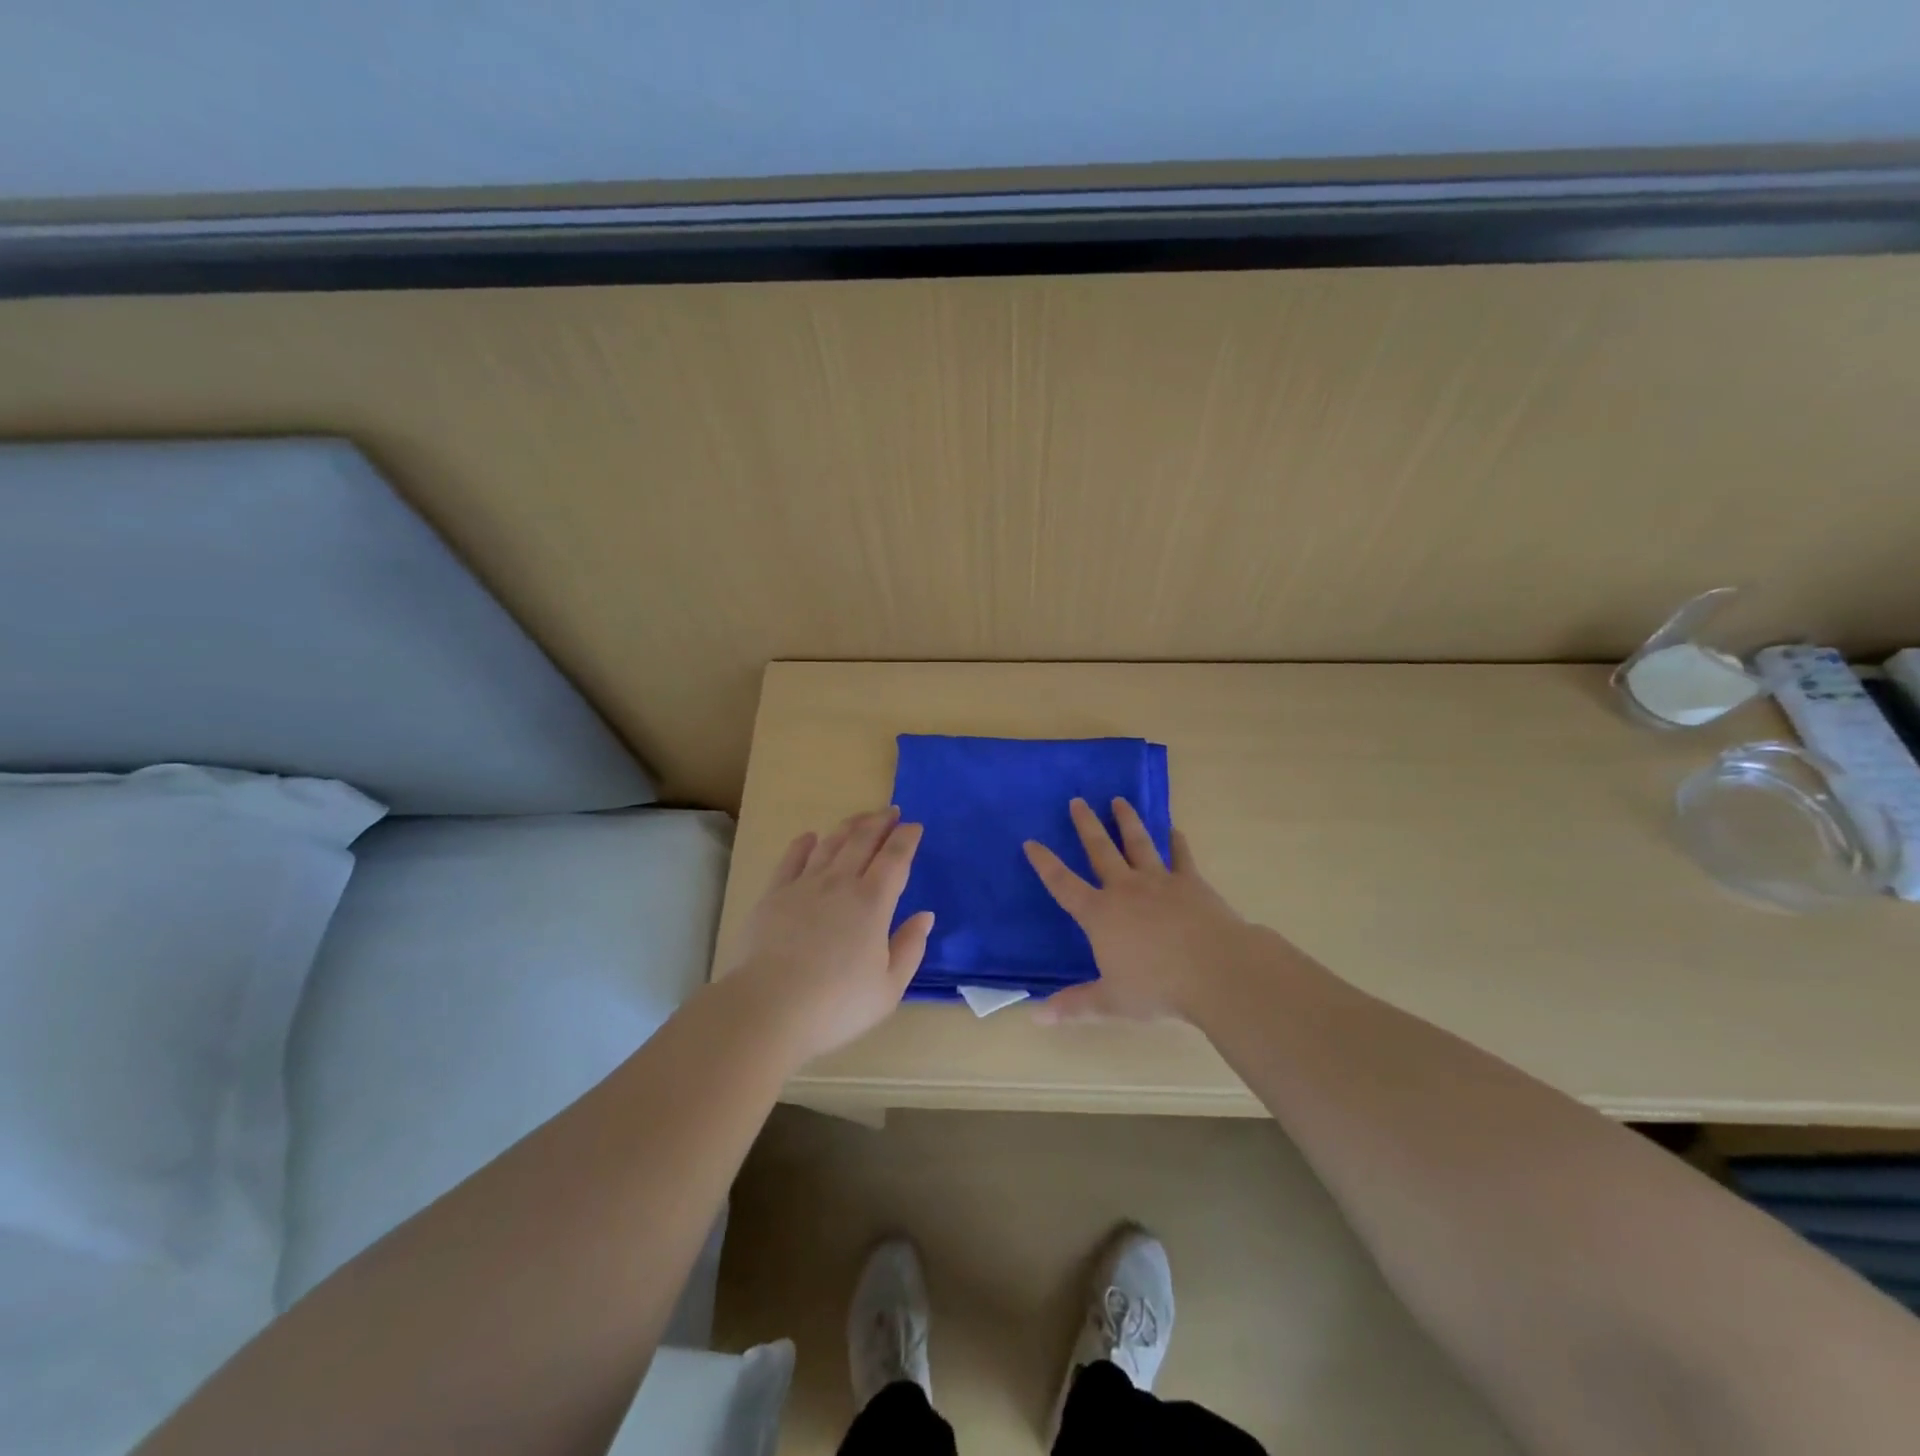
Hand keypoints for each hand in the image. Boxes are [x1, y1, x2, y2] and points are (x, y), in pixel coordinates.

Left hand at [727, 807, 933, 1063]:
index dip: (906, 838)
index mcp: (873, 902)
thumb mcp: (888, 987)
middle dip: (879, 822)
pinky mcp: (774, 895)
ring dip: (848, 827)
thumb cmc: (836, 1004)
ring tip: (859, 818)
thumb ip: (910, 948)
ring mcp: (804, 886)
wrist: (768, 1008)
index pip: (895, 858)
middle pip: (862, 841)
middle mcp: (840, 883)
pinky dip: (804, 844)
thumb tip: (925, 916)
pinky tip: (810, 837)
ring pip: (830, 844)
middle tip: (890, 811)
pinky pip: (791, 859)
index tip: (914, 826)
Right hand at [1024, 797, 1253, 1022]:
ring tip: (1119, 800)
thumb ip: (1074, 1005)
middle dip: (1086, 825)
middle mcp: (1125, 889)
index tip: (1031, 842)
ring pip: (1138, 843)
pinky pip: (1181, 856)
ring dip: (1127, 821)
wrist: (1215, 970)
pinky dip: (1177, 842)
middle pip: (1100, 850)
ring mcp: (1159, 881)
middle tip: (1077, 801)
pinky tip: (1175, 830)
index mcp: (1100, 914)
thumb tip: (1035, 1018)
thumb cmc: (1158, 987)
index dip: (1045, 863)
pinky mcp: (1191, 882)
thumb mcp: (1111, 1001)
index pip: (1063, 884)